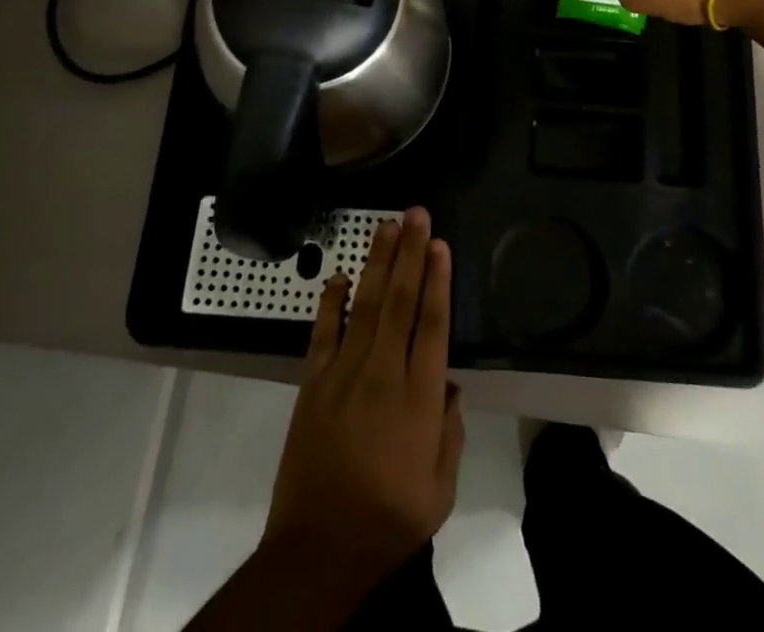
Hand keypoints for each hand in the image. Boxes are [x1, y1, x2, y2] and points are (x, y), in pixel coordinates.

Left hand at [262, 207, 463, 586]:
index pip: (432, 324)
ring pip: (364, 305)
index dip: (437, 280)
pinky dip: (330, 301)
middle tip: (416, 214)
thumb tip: (449, 384)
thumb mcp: (440, 489)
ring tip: (386, 226)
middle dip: (409, 253)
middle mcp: (383, 374)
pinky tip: (340, 275)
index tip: (440, 244)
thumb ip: (450, 432)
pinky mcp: (313, 383)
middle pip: (399, 301)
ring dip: (377, 262)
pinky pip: (323, 332)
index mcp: (419, 399)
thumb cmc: (389, 521)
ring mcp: (344, 374)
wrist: (318, 549)